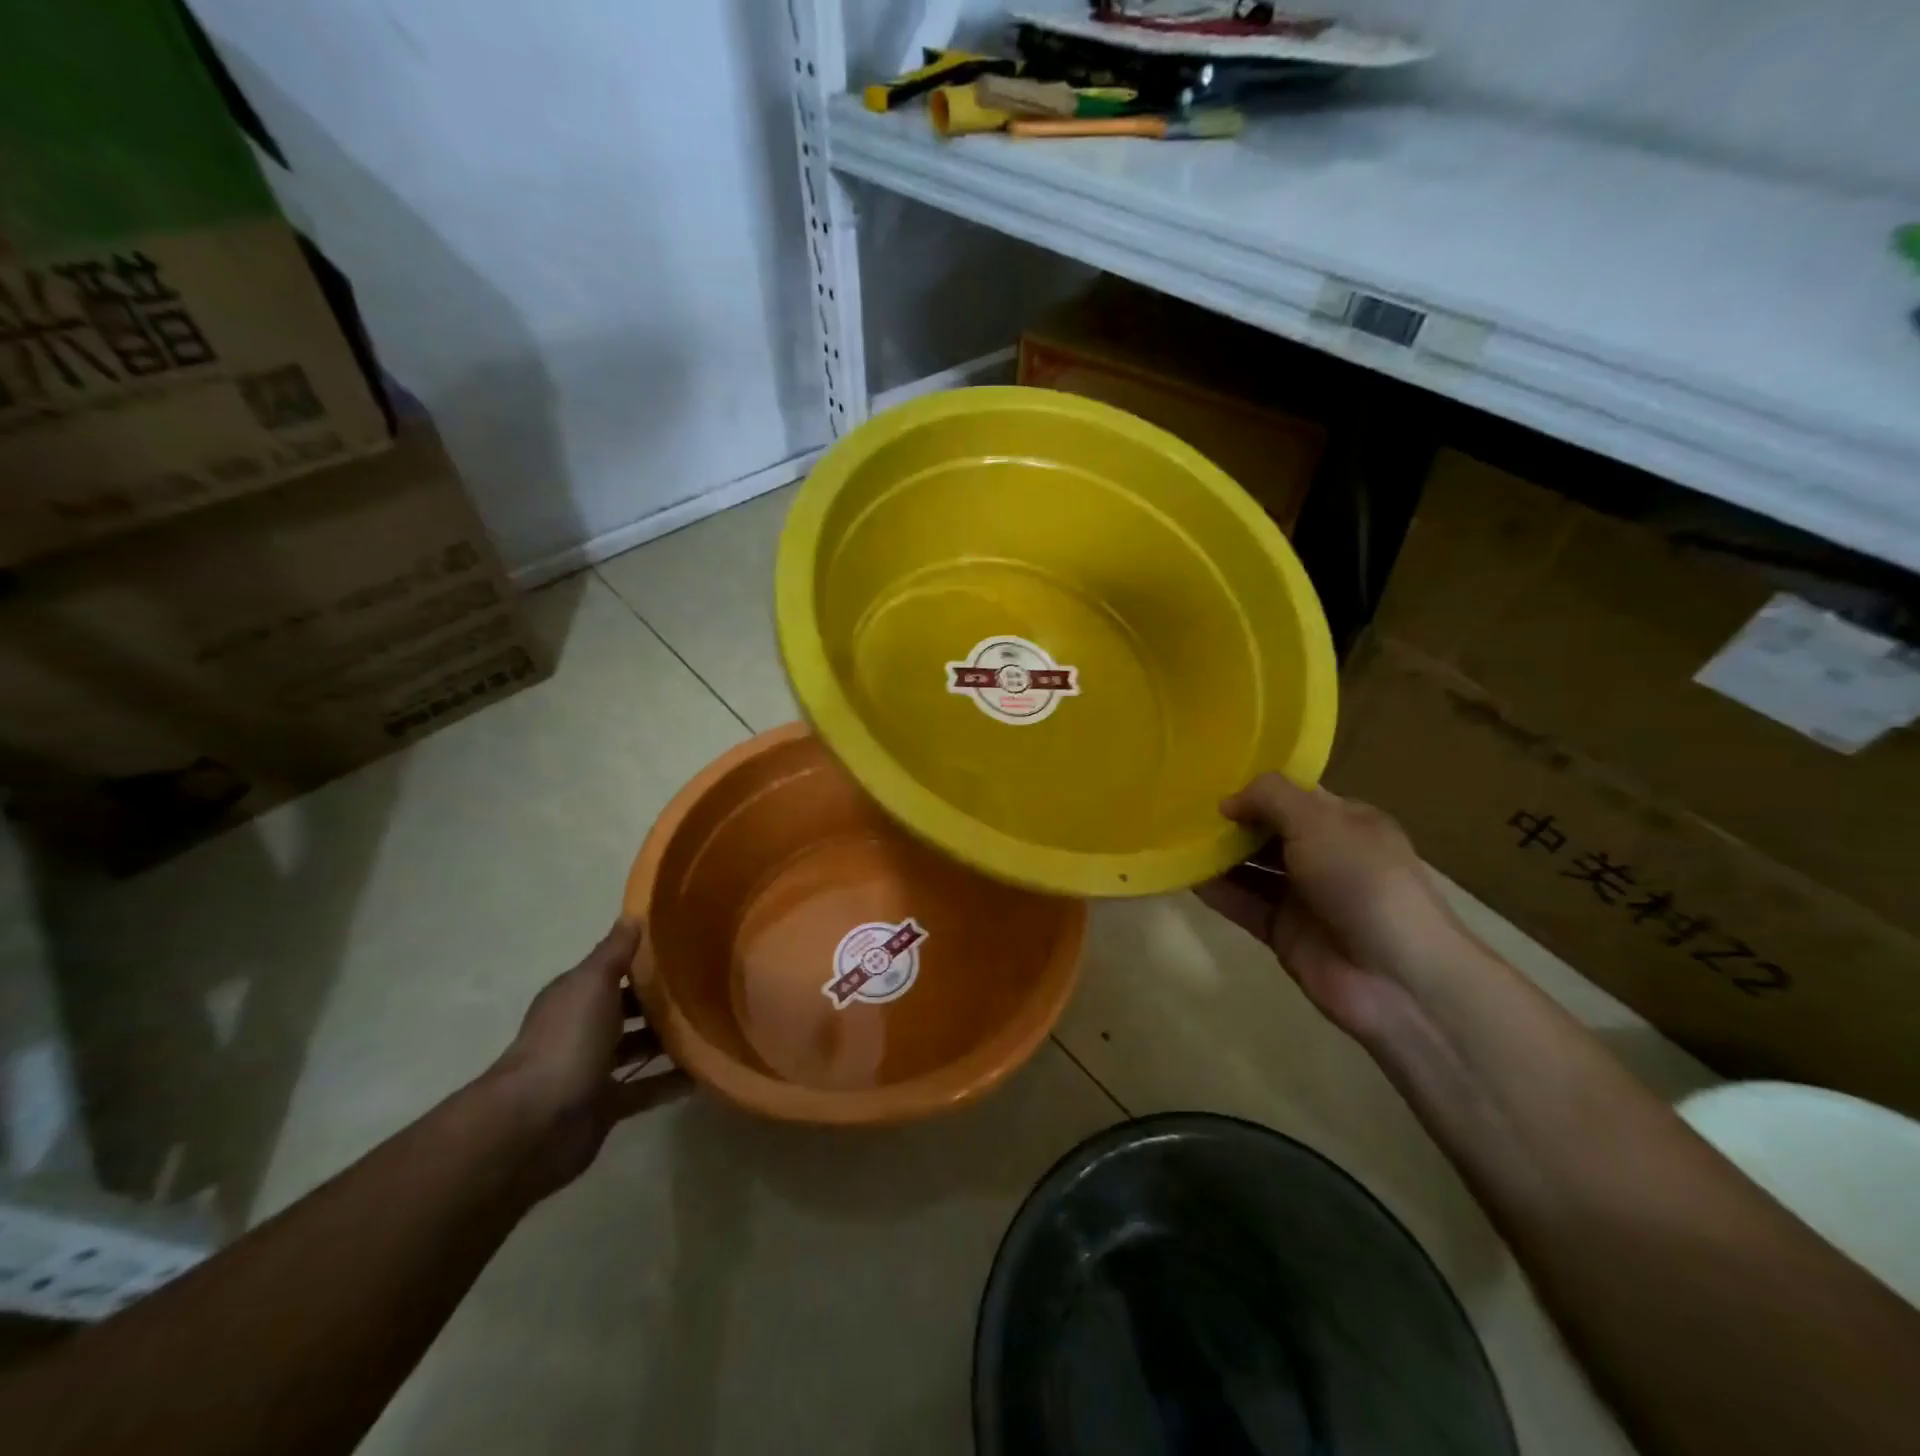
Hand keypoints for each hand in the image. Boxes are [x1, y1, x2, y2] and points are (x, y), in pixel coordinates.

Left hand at [485, 919, 691, 1198]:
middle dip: (662, 1001)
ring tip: (715, 1027)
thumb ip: (615, 951)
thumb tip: (632, 914)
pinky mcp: (606, 1106)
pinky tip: (705, 1073)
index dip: (645, 961)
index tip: (687, 950)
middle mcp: (582, 1030)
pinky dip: (671, 1082)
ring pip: (638, 1048)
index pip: (613, 972)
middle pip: (628, 1009)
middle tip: (710, 989)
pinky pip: (646, 1089)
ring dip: (669, 1041)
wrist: (535, 1124)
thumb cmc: (566, 1041)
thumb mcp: (592, 982)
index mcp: (575, 997)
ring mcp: (593, 1070)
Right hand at [1195, 774, 1469, 1044]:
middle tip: (1179, 808)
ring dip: (1216, 855)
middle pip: (1267, 831)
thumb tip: (1227, 802)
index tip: (1209, 780)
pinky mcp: (1282, 932)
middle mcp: (1324, 855)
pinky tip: (1182, 875)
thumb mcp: (1319, 822)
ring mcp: (1302, 897)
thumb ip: (1270, 798)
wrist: (1397, 978)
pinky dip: (1215, 891)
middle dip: (1230, 821)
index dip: (1256, 789)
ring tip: (1172, 837)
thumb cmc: (1363, 881)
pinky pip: (1241, 904)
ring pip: (1250, 868)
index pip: (1294, 796)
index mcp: (1345, 823)